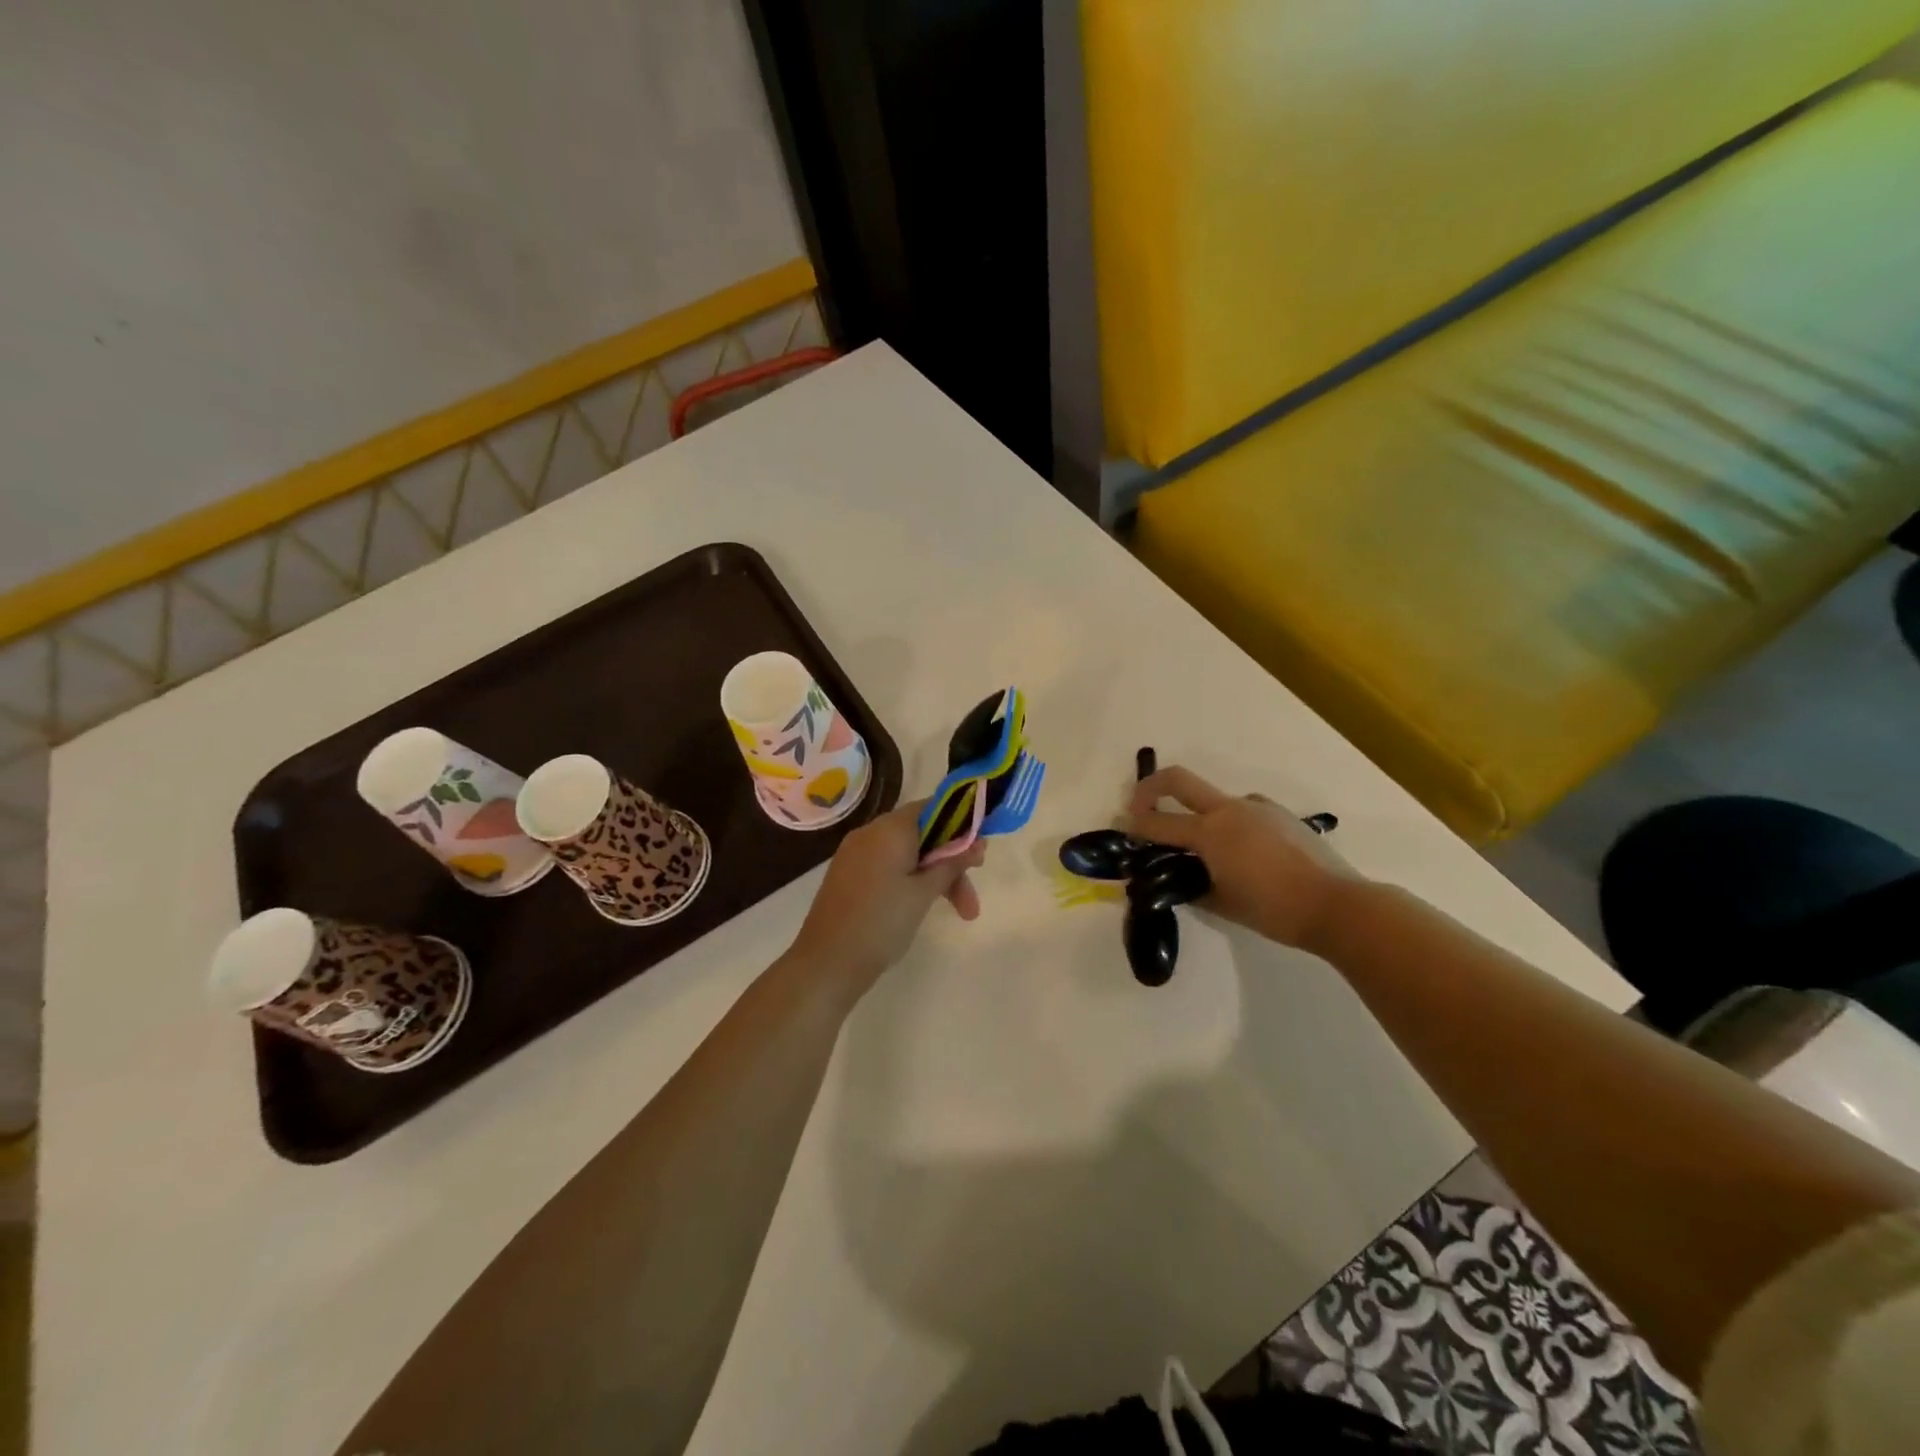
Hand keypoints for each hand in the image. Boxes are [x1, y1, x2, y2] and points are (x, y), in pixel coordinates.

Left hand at [788, 799, 985, 995]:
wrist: (826, 963)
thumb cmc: (881, 923)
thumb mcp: (924, 893)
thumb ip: (952, 862)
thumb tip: (977, 840)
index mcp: (889, 829)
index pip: (933, 807)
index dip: (961, 825)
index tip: (980, 854)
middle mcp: (870, 833)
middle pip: (923, 834)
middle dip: (951, 862)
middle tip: (972, 897)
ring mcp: (856, 854)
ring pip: (907, 854)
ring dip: (935, 877)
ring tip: (961, 914)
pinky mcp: (849, 875)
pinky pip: (889, 866)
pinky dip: (911, 881)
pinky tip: (923, 906)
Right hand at [1128, 766, 1366, 949]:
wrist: (1338, 904)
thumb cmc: (1274, 910)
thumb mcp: (1223, 904)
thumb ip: (1192, 887)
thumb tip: (1177, 882)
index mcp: (1210, 833)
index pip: (1158, 824)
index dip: (1134, 825)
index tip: (1121, 826)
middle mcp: (1229, 810)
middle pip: (1178, 780)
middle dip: (1150, 787)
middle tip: (1138, 805)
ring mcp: (1257, 807)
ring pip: (1215, 801)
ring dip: (1199, 815)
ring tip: (1208, 853)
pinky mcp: (1279, 813)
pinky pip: (1244, 810)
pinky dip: (1231, 824)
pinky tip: (1246, 854)